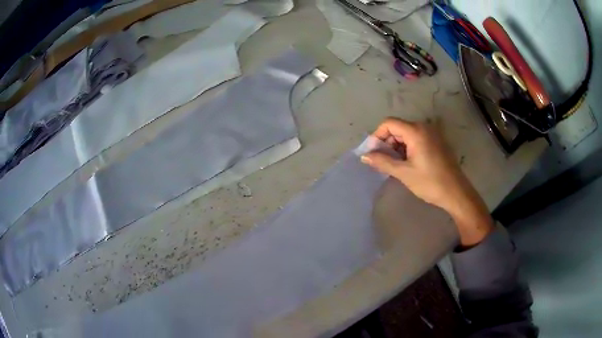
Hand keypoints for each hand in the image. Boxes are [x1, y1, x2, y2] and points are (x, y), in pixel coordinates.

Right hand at [361, 117, 493, 245]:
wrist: (456, 193)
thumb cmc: (430, 182)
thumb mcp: (404, 173)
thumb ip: (382, 162)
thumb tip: (364, 156)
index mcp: (416, 131)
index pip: (389, 123)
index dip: (377, 136)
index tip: (373, 153)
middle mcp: (424, 127)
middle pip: (398, 128)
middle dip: (387, 143)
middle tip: (382, 162)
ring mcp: (432, 134)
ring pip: (406, 134)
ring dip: (397, 147)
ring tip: (394, 165)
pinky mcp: (436, 142)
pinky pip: (416, 139)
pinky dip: (407, 148)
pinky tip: (407, 164)